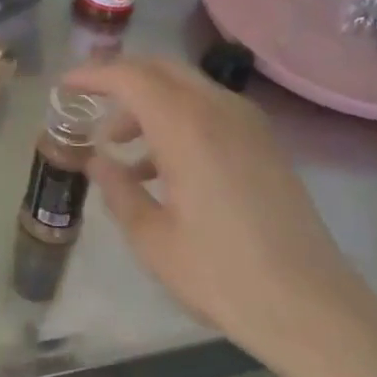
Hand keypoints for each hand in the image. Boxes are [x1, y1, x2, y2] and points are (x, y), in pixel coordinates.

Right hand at [61, 57, 376, 372]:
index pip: (129, 76)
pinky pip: (209, 109)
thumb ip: (118, 190)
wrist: (312, 307)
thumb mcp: (153, 239)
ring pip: (186, 86)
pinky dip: (177, 117)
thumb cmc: (222, 274)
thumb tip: (97, 162)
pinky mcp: (264, 142)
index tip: (65, 87)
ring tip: (120, 145)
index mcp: (186, 126)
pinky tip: (162, 166)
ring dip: (149, 102)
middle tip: (90, 103)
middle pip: (160, 69)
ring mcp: (247, 123)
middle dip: (120, 79)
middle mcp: (218, 109)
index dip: (92, 75)